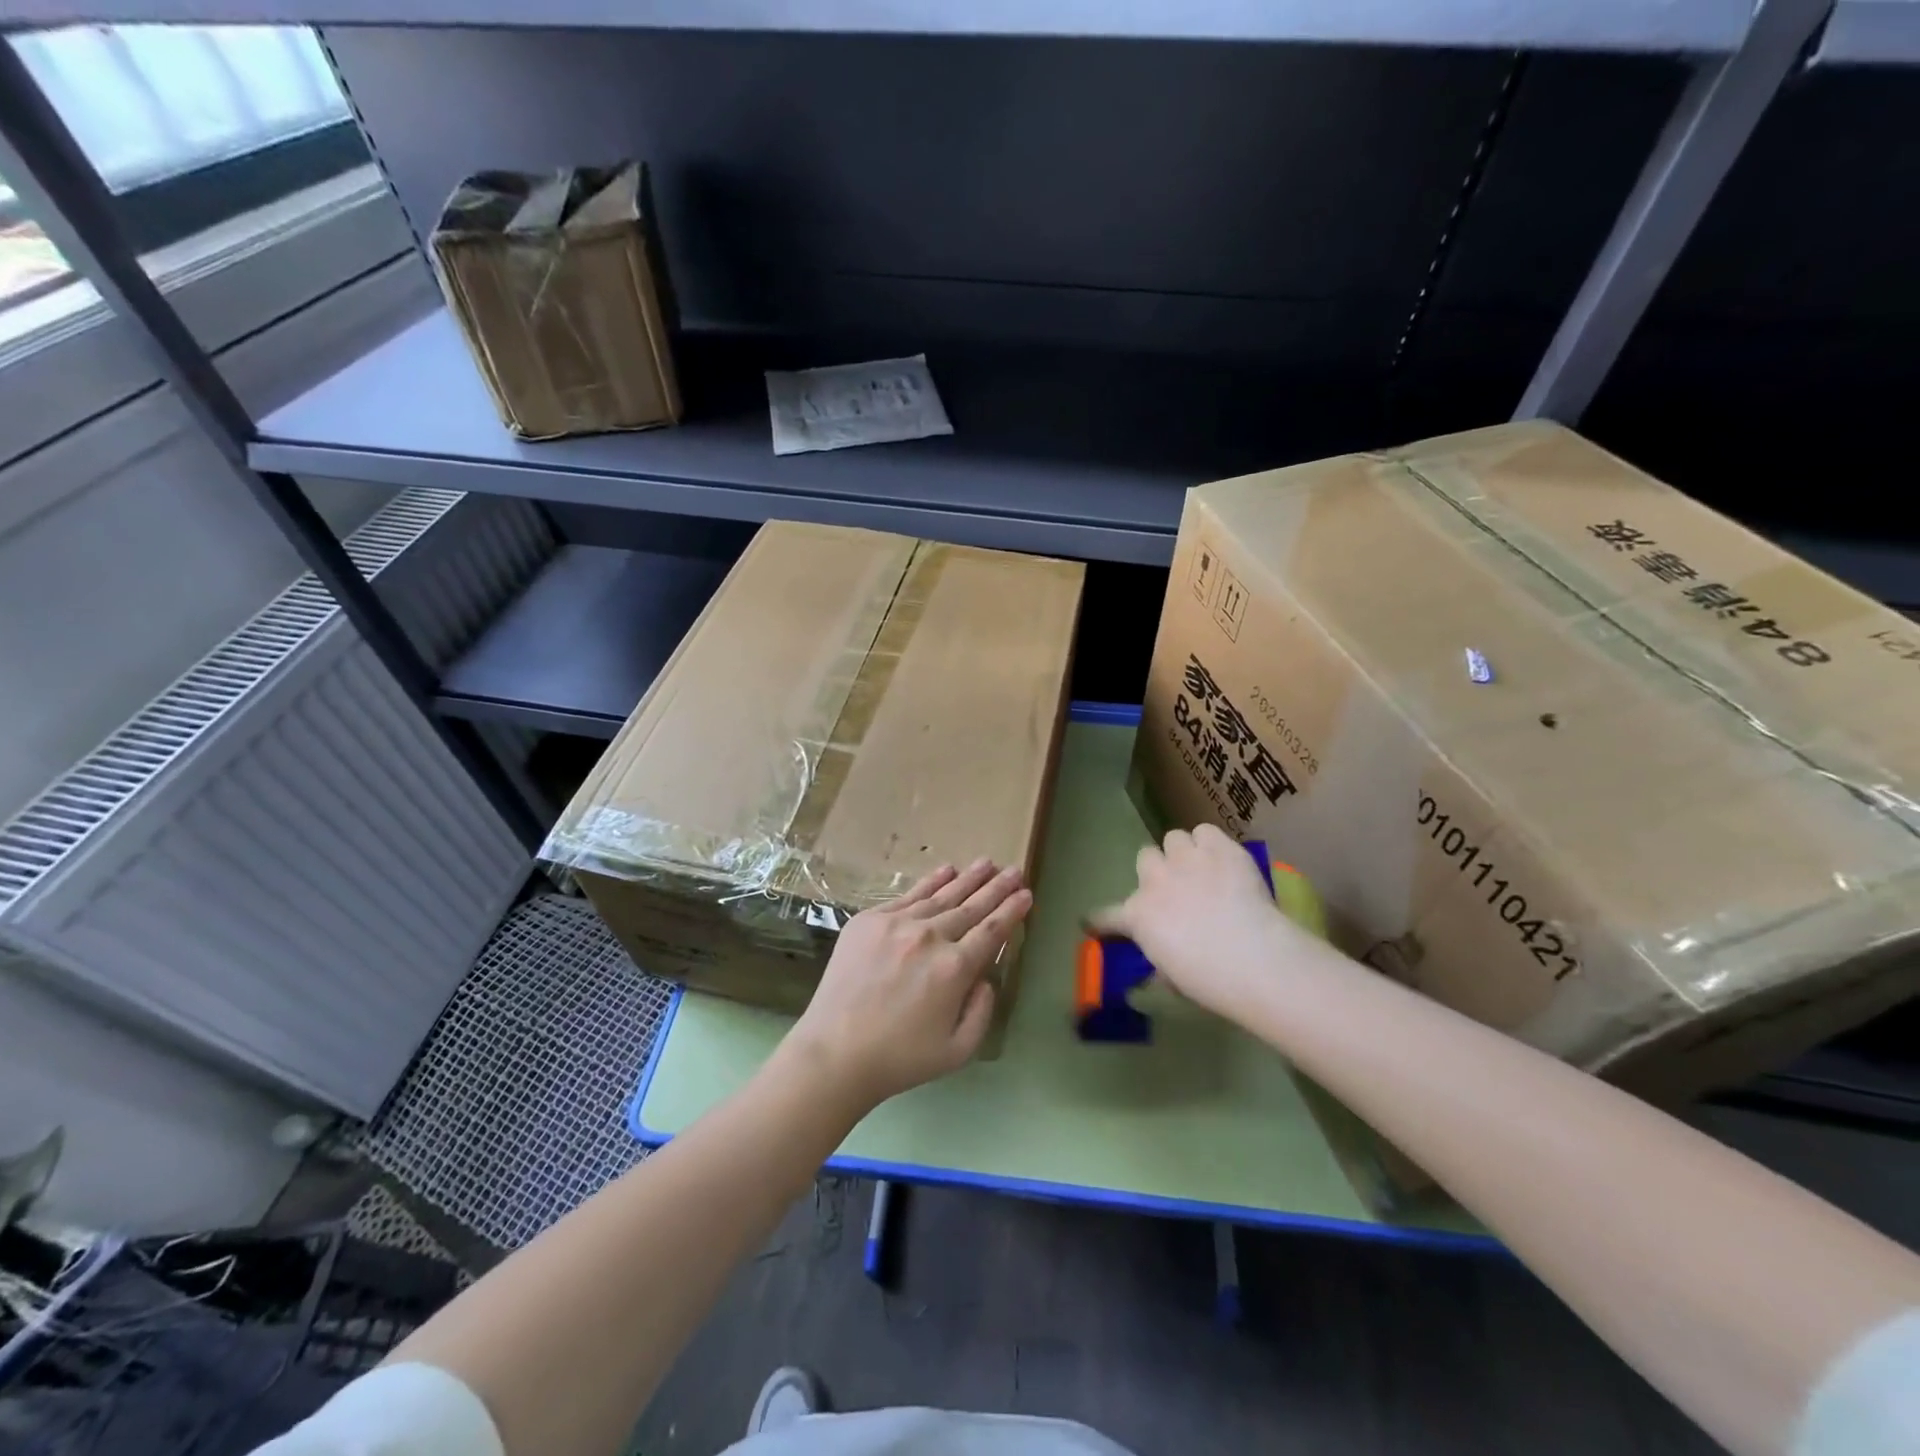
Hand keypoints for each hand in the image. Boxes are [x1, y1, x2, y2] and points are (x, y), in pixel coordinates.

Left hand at [786, 858, 1032, 1110]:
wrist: (834, 1053)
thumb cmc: (900, 1059)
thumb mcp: (958, 1050)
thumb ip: (982, 1011)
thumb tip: (984, 977)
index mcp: (955, 968)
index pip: (992, 931)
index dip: (1012, 911)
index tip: (1026, 894)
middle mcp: (930, 937)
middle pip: (971, 906)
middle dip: (997, 888)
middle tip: (1014, 870)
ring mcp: (897, 923)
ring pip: (942, 895)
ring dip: (968, 878)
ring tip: (986, 863)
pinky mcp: (869, 920)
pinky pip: (908, 895)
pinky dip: (930, 881)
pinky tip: (946, 870)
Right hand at [1085, 824, 1298, 1023]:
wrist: (1254, 958)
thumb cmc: (1210, 980)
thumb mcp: (1172, 979)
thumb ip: (1160, 962)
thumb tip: (1161, 963)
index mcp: (1137, 916)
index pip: (1105, 916)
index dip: (1100, 921)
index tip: (1095, 924)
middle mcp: (1155, 880)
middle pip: (1145, 857)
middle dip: (1157, 871)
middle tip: (1176, 888)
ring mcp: (1186, 859)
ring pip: (1173, 838)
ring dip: (1184, 853)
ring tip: (1202, 868)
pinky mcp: (1219, 848)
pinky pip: (1206, 832)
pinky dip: (1212, 844)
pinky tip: (1224, 859)